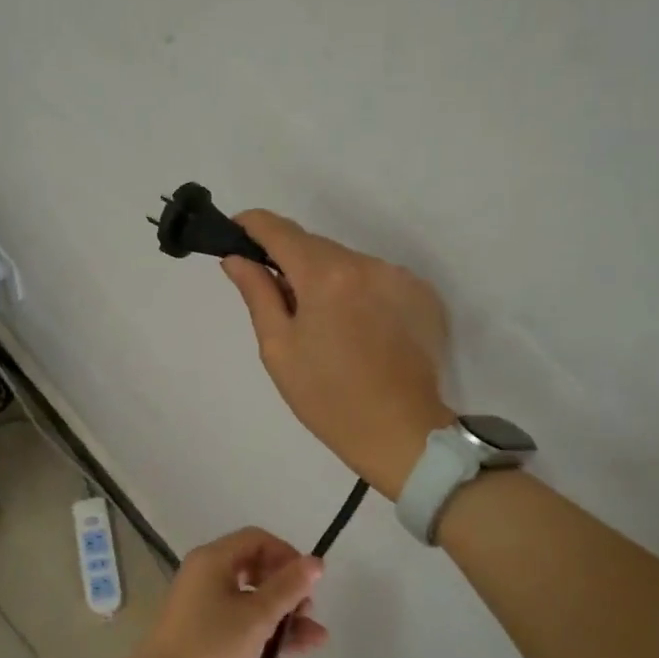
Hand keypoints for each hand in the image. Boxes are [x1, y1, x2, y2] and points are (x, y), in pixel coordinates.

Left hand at [95, 527, 326, 657]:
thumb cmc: (210, 645)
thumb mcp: (257, 616)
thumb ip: (289, 587)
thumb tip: (316, 561)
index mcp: (213, 559)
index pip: (257, 539)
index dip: (287, 555)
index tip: (308, 582)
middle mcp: (206, 574)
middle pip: (255, 567)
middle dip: (287, 587)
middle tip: (308, 611)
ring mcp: (204, 604)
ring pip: (252, 598)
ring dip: (283, 613)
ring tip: (316, 636)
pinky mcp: (204, 632)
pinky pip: (242, 620)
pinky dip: (267, 630)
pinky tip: (300, 647)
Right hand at [223, 210, 455, 498]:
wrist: (401, 432)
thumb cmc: (327, 398)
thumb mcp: (279, 349)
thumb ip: (258, 294)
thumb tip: (237, 259)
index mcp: (326, 276)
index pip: (280, 230)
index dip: (252, 225)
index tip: (235, 234)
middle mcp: (366, 263)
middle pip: (315, 246)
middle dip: (290, 261)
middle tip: (276, 298)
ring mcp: (400, 277)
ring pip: (347, 262)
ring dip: (326, 278)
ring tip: (322, 324)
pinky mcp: (423, 295)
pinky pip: (376, 279)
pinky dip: (357, 292)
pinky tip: (357, 330)